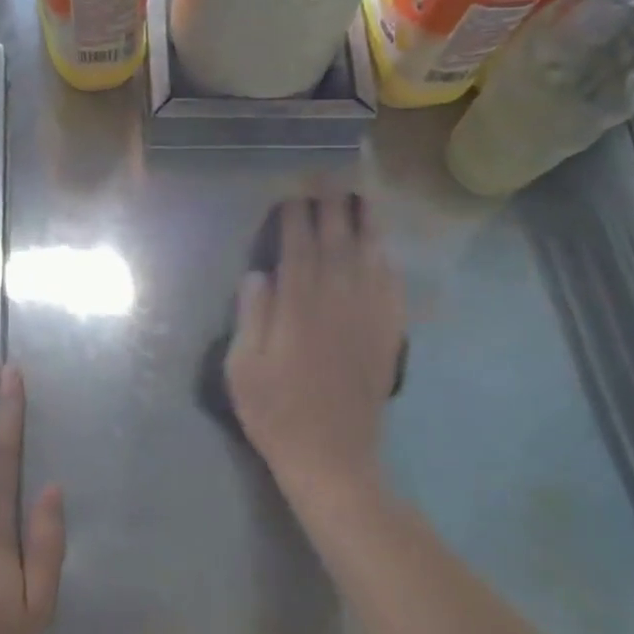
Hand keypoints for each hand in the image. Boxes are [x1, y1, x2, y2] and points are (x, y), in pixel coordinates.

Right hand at [226, 190, 405, 510]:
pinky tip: (384, 250)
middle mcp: (338, 303)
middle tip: (328, 176)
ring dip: (366, 224)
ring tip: (362, 197)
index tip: (293, 192)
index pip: (298, 248)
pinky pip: (392, 290)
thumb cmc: (275, 413)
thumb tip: (259, 274)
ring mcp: (368, 319)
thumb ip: (251, 316)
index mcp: (299, 308)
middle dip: (331, 206)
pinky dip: (388, 263)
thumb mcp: (242, 368)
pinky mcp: (388, 338)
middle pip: (337, 243)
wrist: (331, 457)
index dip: (295, 217)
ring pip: (370, 259)